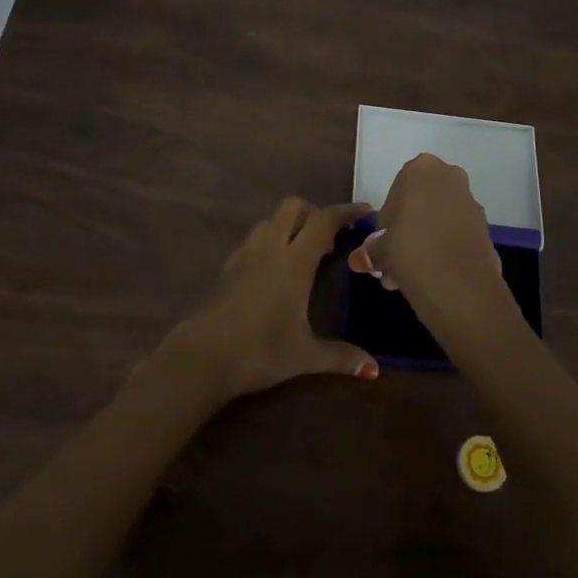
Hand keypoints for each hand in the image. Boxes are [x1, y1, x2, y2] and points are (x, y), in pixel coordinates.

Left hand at [164, 198, 378, 401]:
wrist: (204, 356)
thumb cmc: (260, 351)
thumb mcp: (305, 355)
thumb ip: (341, 356)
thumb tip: (374, 370)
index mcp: (294, 261)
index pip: (324, 221)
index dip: (346, 212)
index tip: (365, 211)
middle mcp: (270, 248)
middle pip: (294, 207)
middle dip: (315, 213)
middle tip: (332, 238)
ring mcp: (245, 254)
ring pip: (271, 221)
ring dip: (291, 226)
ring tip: (305, 253)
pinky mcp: (228, 266)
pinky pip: (255, 239)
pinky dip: (272, 241)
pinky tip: (276, 271)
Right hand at [369, 154, 524, 355]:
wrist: (459, 285)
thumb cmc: (410, 250)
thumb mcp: (380, 249)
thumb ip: (373, 247)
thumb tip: (366, 256)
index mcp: (420, 169)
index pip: (395, 192)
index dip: (387, 221)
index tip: (383, 244)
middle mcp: (449, 176)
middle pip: (420, 204)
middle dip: (408, 230)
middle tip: (395, 260)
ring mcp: (471, 202)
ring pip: (439, 220)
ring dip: (425, 241)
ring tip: (409, 275)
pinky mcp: (486, 228)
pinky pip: (456, 235)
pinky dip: (443, 249)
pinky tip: (430, 275)